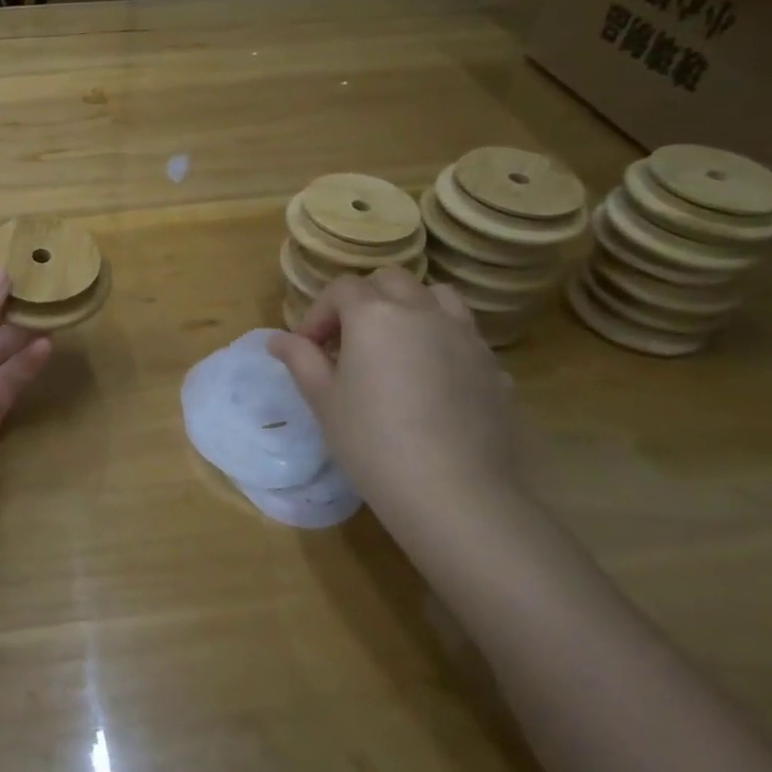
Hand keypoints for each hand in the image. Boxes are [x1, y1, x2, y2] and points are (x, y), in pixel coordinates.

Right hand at [269, 268, 519, 519]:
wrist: (452, 491)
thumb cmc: (371, 441)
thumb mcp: (323, 400)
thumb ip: (301, 360)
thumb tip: (278, 340)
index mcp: (375, 315)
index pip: (341, 289)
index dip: (318, 313)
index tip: (307, 347)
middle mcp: (423, 312)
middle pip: (391, 281)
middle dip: (364, 300)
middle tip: (347, 340)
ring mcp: (465, 337)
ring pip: (437, 296)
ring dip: (410, 308)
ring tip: (395, 345)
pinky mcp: (493, 367)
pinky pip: (464, 335)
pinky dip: (441, 341)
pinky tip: (431, 380)